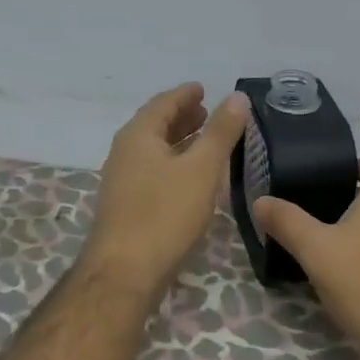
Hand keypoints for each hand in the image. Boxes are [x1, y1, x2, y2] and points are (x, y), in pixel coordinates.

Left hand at [83, 82, 250, 298]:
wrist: (125, 271)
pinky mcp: (127, 206)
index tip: (203, 88)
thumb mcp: (201, 169)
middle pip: (155, 126)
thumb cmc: (165, 214)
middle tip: (207, 111)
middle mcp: (124, 153)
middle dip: (181, 117)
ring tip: (204, 141)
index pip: (163, 103)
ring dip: (178, 141)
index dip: (185, 94)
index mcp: (138, 136)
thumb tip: (237, 97)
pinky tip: (190, 178)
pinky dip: (173, 164)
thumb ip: (220, 132)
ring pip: (154, 151)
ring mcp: (122, 181)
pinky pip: (153, 172)